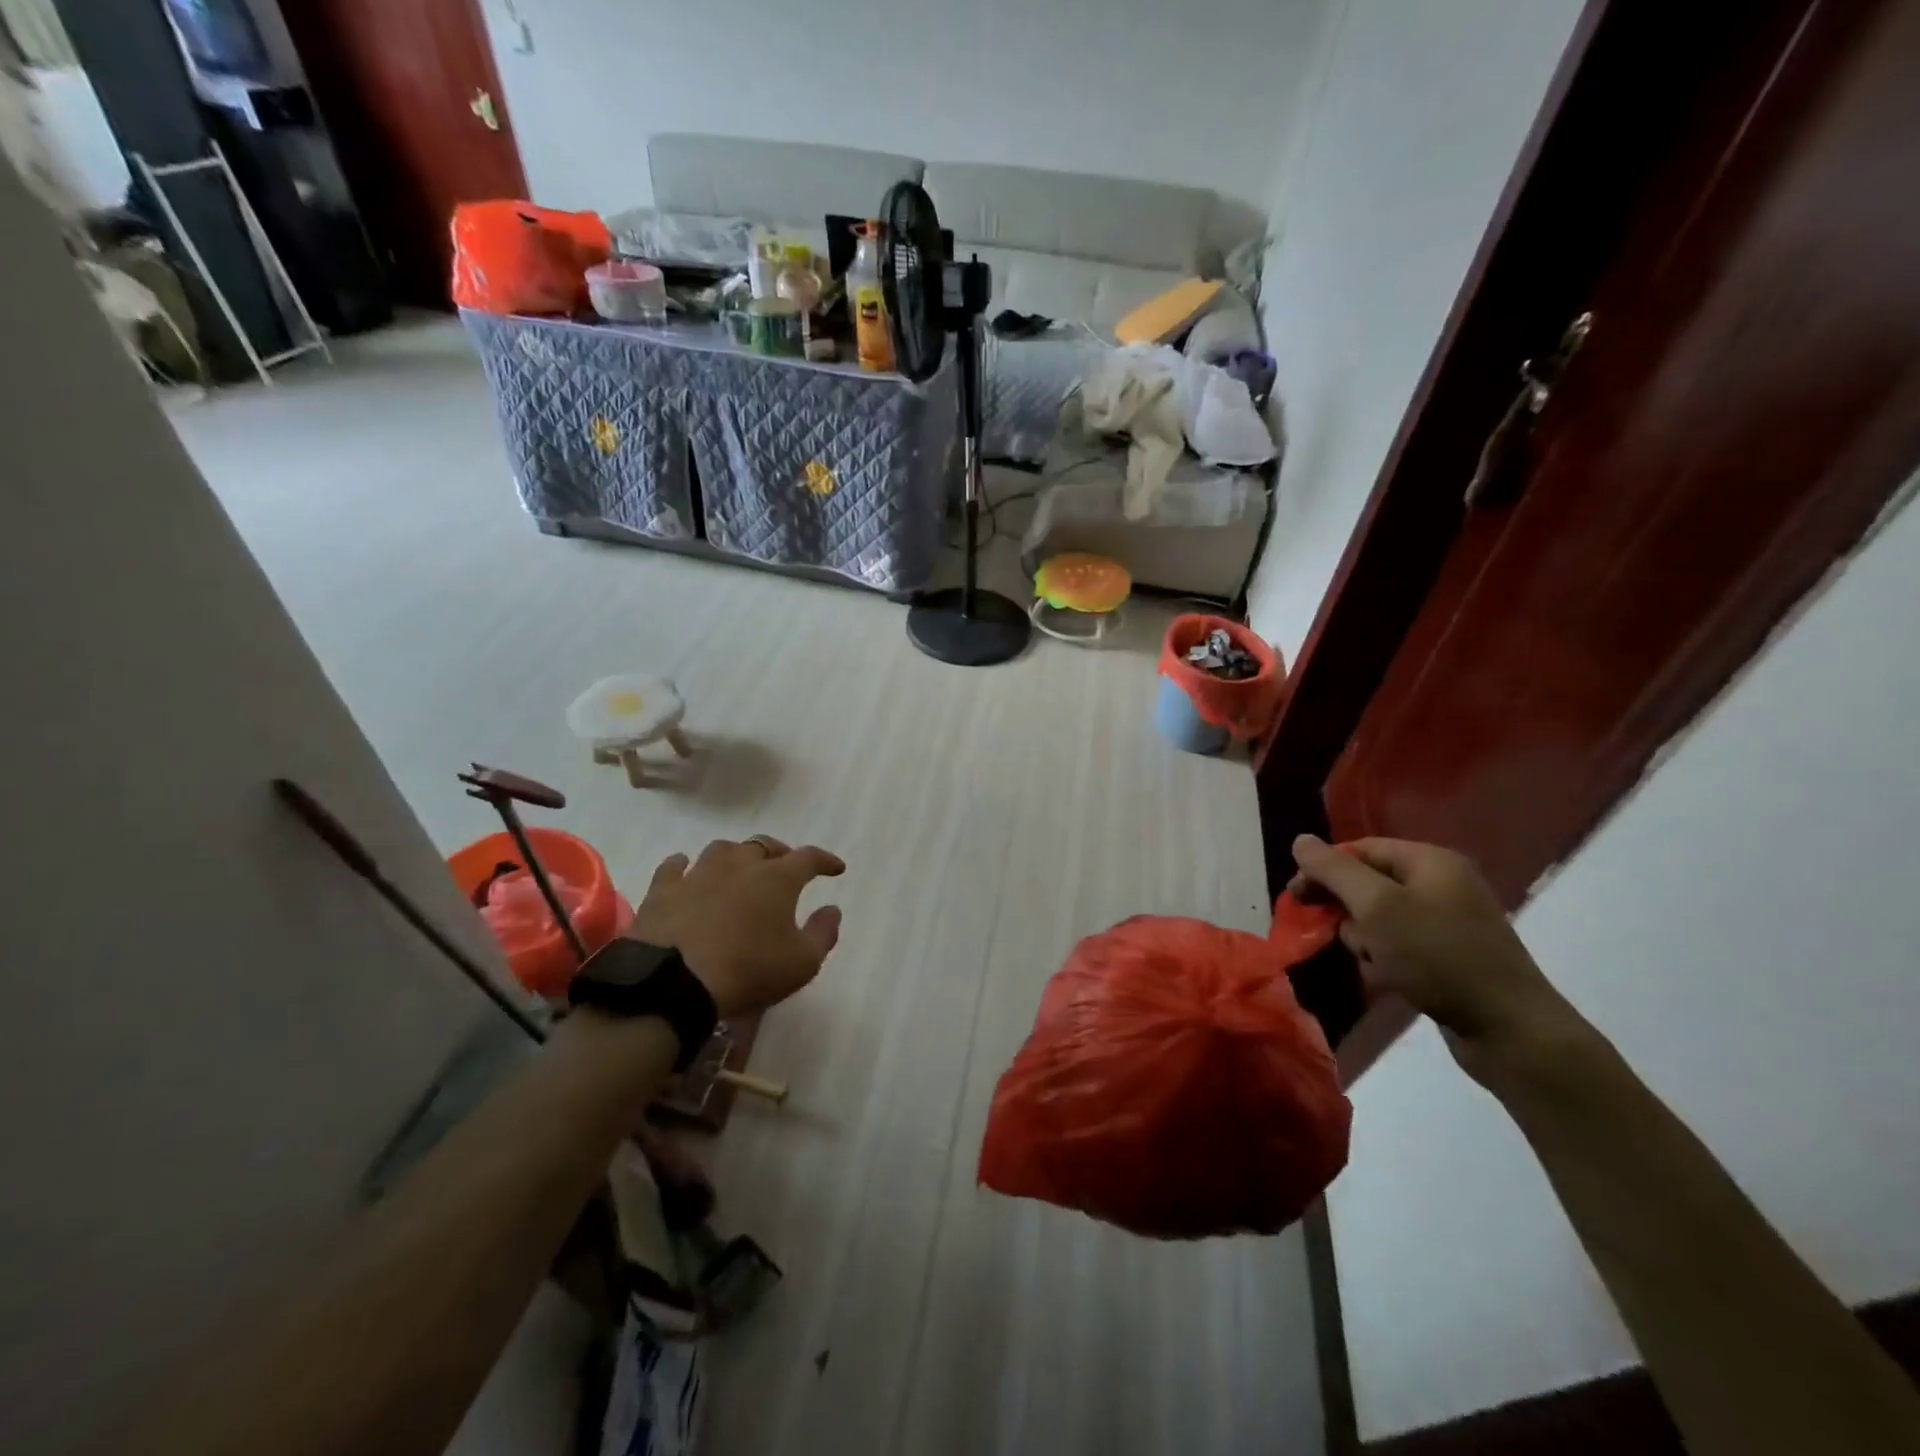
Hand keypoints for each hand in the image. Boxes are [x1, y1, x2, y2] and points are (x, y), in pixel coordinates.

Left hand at [625, 836, 844, 1018]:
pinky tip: (685, 869)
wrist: (673, 983)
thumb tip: (832, 909)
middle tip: (785, 866)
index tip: (836, 868)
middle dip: (780, 852)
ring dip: (736, 855)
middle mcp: (740, 865)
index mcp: (777, 878)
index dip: (826, 861)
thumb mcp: (802, 963)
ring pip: (722, 849)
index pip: (809, 858)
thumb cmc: (748, 971)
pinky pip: (674, 866)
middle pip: (764, 845)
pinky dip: (684, 865)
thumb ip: (823, 933)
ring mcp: (698, 873)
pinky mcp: (663, 890)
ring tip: (740, 868)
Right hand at [1288, 835, 1587, 1082]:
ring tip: (1372, 961)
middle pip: (1369, 882)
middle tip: (1327, 931)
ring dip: (1364, 938)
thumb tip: (1301, 840)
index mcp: (1430, 861)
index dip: (1323, 868)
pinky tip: (1389, 978)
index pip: (1360, 848)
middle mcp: (1442, 884)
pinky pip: (1400, 944)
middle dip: (1345, 908)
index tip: (1296, 898)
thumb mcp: (1377, 907)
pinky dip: (1386, 958)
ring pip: (1380, 917)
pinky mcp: (1451, 955)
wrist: (1509, 1030)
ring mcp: (1449, 921)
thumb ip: (1334, 870)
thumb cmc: (1437, 957)